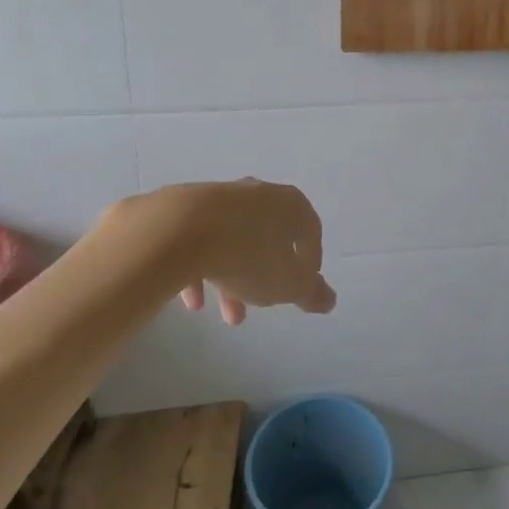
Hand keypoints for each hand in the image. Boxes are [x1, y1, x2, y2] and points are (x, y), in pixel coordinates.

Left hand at [107, 179, 334, 326]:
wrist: (179, 230)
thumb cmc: (248, 256)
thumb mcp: (288, 284)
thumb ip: (310, 292)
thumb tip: (329, 299)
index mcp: (289, 204)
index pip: (310, 229)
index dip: (310, 259)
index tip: (303, 284)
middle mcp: (257, 193)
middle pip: (268, 236)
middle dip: (265, 275)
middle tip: (260, 307)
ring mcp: (219, 197)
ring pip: (233, 240)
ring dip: (232, 277)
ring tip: (224, 315)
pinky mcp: (185, 207)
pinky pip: (200, 240)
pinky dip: (201, 268)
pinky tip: (192, 301)